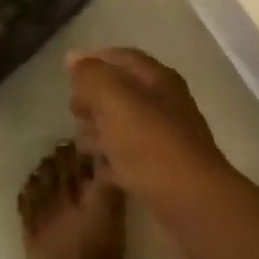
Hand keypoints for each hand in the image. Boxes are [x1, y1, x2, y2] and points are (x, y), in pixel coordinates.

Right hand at [68, 48, 230, 207]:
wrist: (190, 200)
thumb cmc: (150, 143)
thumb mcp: (114, 99)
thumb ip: (92, 76)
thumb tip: (74, 59)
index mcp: (158, 79)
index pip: (122, 57)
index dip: (94, 60)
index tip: (67, 73)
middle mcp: (165, 103)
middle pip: (121, 92)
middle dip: (94, 100)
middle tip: (76, 113)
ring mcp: (166, 137)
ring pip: (123, 125)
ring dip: (101, 131)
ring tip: (85, 145)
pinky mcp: (162, 169)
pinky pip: (130, 156)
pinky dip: (114, 160)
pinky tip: (101, 170)